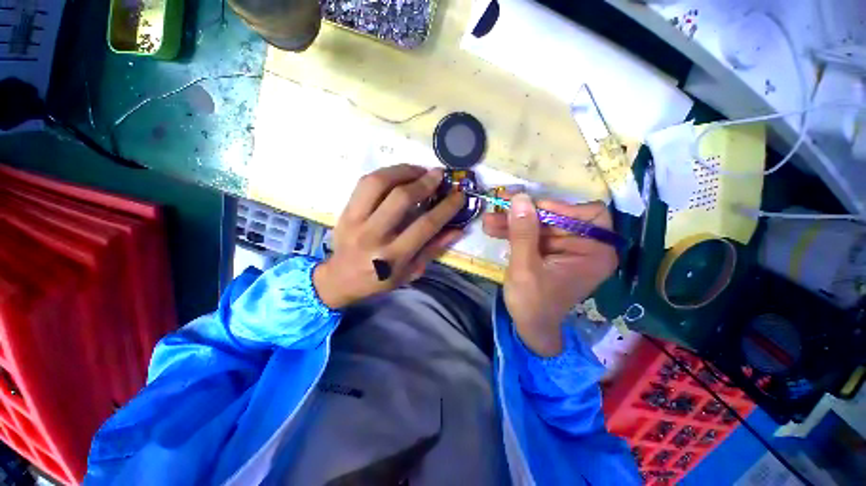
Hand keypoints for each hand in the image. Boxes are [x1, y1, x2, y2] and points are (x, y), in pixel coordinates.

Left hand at [313, 165, 465, 307]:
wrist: (340, 279)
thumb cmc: (380, 279)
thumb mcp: (411, 271)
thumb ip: (434, 249)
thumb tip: (458, 229)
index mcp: (393, 256)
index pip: (425, 225)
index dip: (446, 207)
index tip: (459, 194)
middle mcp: (373, 236)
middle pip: (401, 199)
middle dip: (425, 182)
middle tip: (438, 174)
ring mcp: (355, 221)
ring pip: (379, 183)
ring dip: (403, 171)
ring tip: (419, 170)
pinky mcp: (345, 211)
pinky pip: (365, 183)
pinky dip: (385, 173)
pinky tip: (399, 174)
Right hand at [482, 194, 617, 355]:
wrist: (529, 327)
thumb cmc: (533, 303)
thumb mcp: (525, 268)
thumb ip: (523, 233)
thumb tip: (519, 197)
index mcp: (595, 252)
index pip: (589, 214)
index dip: (561, 207)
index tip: (532, 209)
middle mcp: (586, 246)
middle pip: (558, 217)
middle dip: (526, 214)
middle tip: (499, 206)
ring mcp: (566, 248)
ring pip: (541, 224)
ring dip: (514, 222)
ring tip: (489, 221)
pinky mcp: (550, 251)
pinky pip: (533, 234)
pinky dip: (514, 231)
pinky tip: (494, 229)